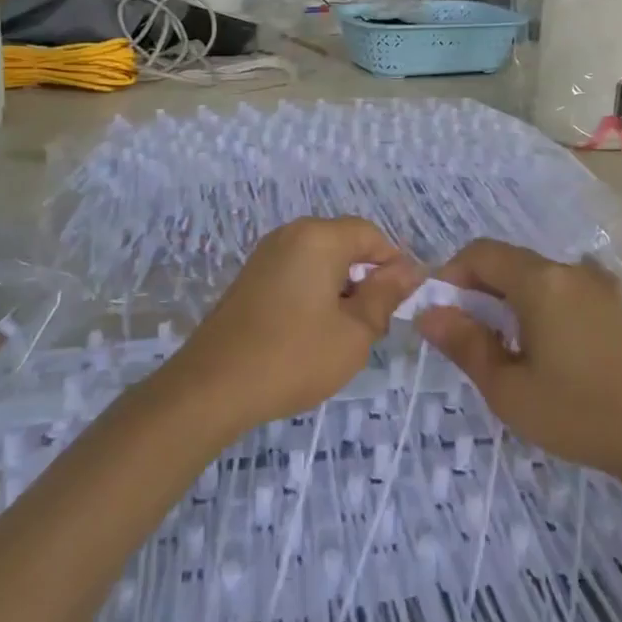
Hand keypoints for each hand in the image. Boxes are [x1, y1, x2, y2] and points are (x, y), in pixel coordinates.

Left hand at [168, 217, 423, 438]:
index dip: (393, 266)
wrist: (211, 387)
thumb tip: (410, 270)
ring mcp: (266, 254)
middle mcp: (291, 234)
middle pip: (346, 245)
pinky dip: (314, 294)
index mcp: (319, 237)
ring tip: (340, 336)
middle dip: (365, 280)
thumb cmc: (293, 357)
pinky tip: (310, 334)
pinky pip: (297, 273)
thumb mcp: (354, 332)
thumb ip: (386, 295)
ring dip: (340, 290)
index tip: (399, 306)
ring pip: (321, 261)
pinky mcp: (251, 277)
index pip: (372, 235)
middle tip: (370, 327)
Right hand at [416, 240, 621, 496]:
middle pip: (508, 261)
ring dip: (510, 297)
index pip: (480, 253)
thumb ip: (464, 343)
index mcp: (539, 281)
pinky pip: (564, 289)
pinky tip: (547, 341)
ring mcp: (597, 284)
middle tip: (467, 335)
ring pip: (536, 275)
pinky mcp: (615, 303)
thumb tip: (428, 313)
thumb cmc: (578, 414)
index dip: (451, 275)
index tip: (441, 314)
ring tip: (505, 345)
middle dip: (478, 288)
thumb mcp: (508, 389)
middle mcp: (568, 270)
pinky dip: (542, 303)